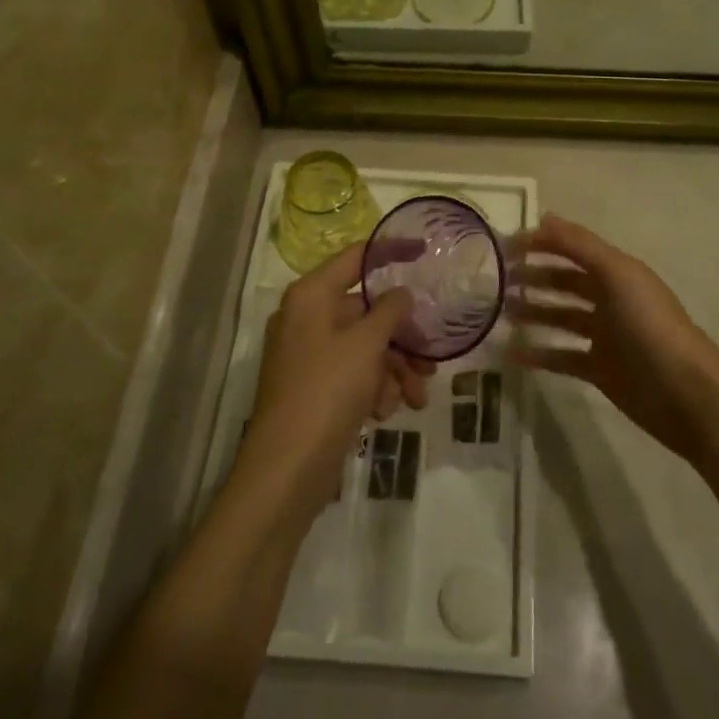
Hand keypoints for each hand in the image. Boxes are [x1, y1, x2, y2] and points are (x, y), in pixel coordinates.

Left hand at [246, 243, 434, 516]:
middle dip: (402, 336)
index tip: (425, 250)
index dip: (391, 251)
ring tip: (418, 396)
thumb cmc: (327, 390)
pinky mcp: (314, 388)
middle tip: (431, 357)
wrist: (286, 469)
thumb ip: (389, 310)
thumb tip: (401, 293)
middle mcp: (306, 318)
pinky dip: (375, 388)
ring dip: (395, 369)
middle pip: (365, 311)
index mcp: (311, 295)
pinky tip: (388, 411)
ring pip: (364, 347)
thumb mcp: (366, 344)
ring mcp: (308, 355)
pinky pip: (353, 374)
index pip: (356, 257)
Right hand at [509, 215, 718, 462]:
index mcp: (617, 271)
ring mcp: (605, 336)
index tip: (503, 247)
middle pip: (565, 281)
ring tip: (498, 313)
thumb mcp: (617, 275)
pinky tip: (511, 354)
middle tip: (494, 281)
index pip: (573, 248)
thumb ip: (580, 245)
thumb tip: (543, 217)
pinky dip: (538, 353)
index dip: (541, 243)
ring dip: (532, 312)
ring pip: (560, 317)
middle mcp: (610, 298)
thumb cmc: (650, 325)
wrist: (686, 395)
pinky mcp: (599, 370)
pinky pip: (561, 356)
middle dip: (533, 276)